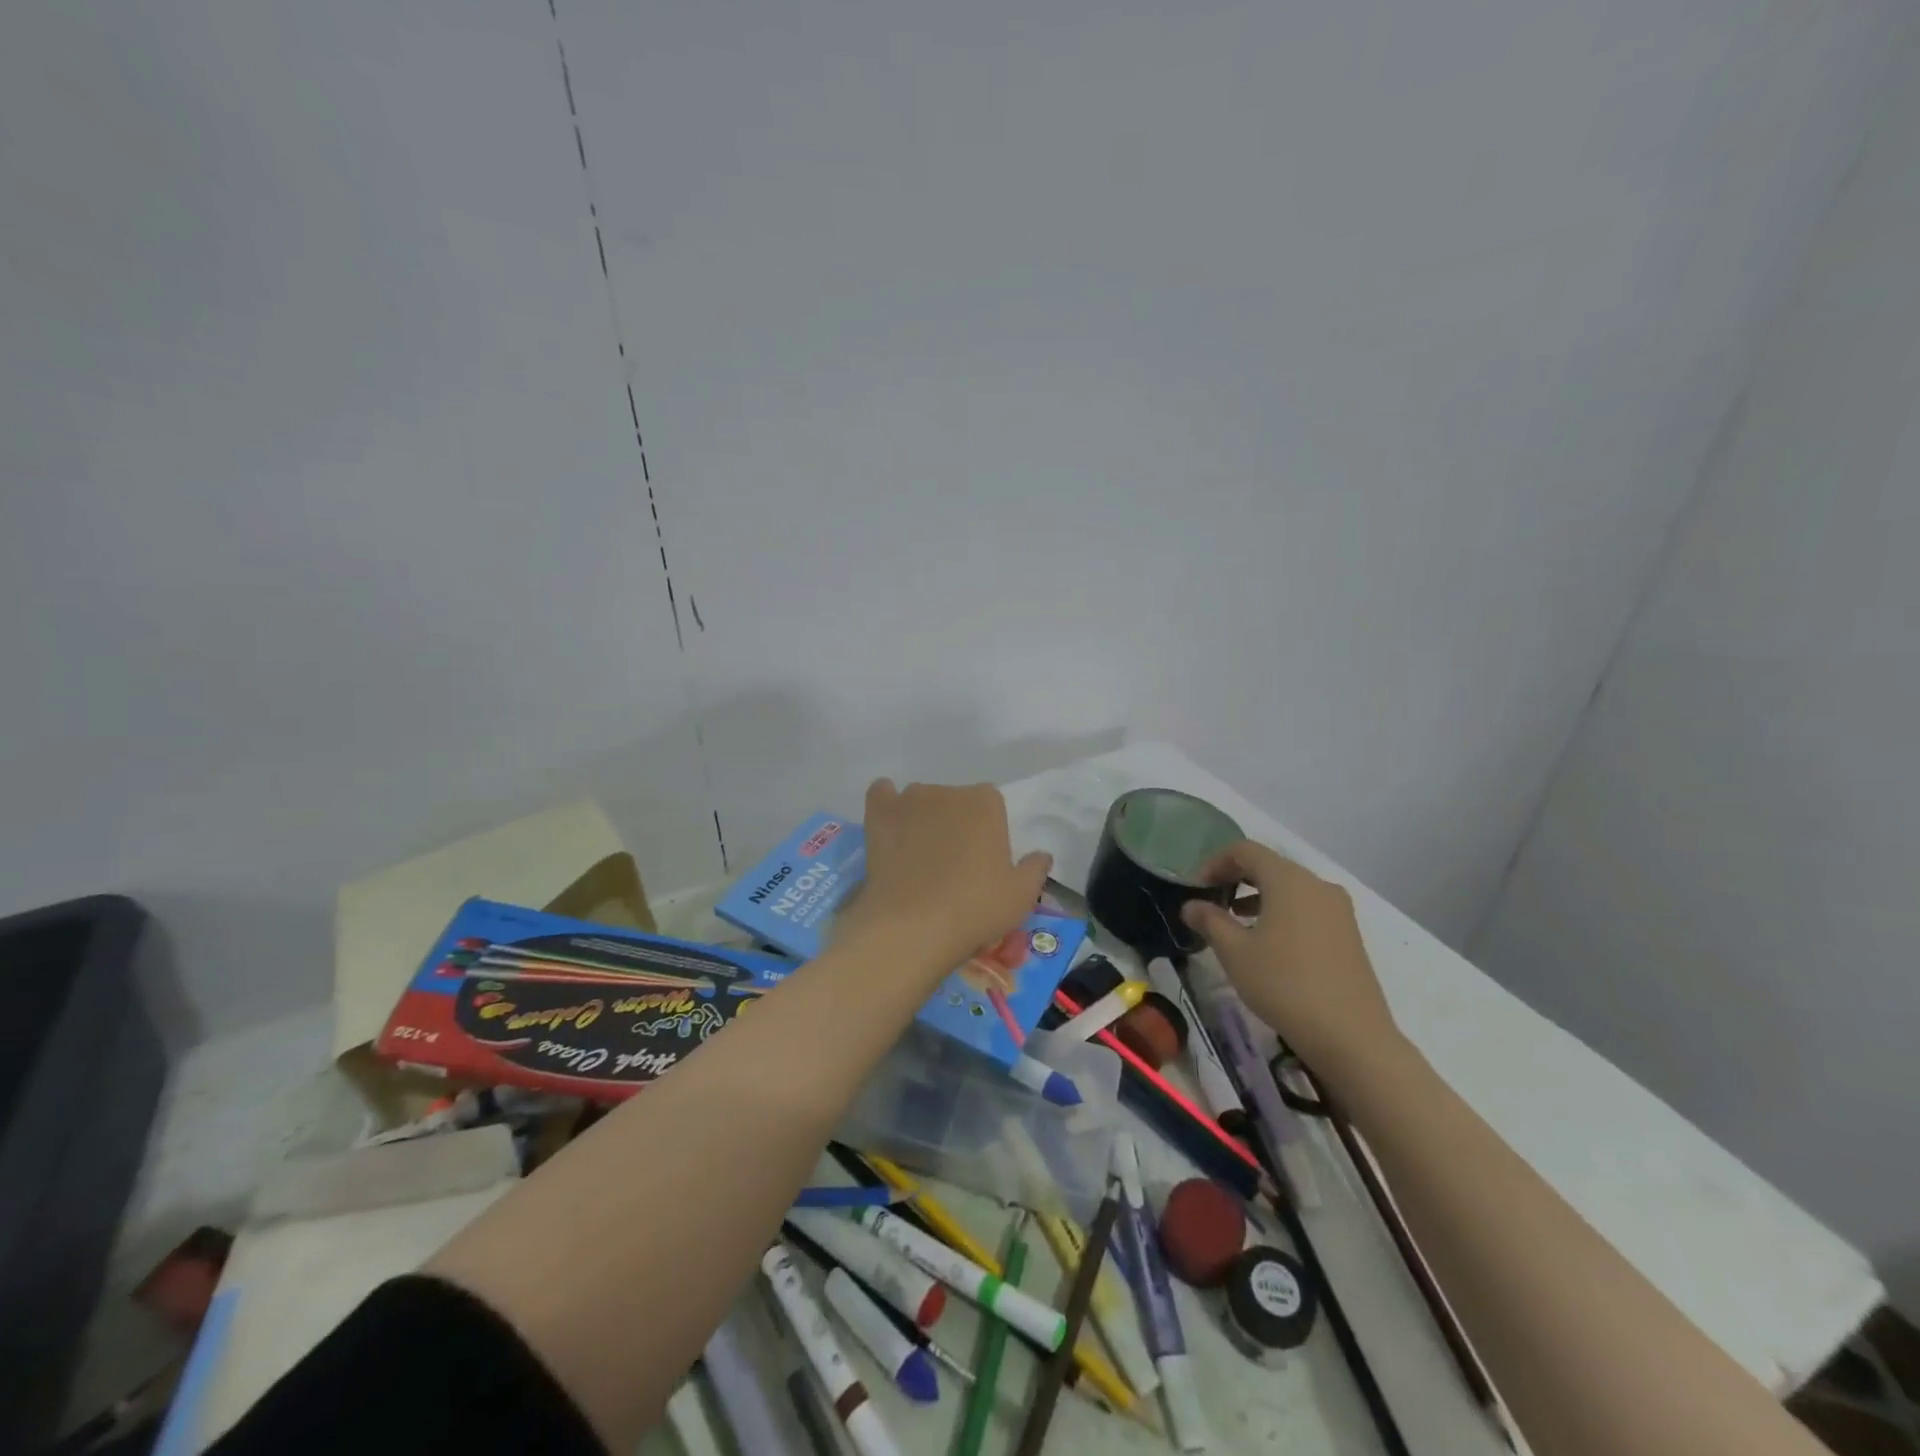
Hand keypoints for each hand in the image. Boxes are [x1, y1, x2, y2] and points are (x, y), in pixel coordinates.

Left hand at [846, 779, 1052, 974]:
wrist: (913, 927)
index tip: (983, 862)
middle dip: (955, 824)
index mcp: (986, 803)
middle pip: (954, 801)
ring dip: (922, 818)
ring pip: (919, 801)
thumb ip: (1035, 869)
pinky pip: (881, 794)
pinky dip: (885, 804)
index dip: (987, 832)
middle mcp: (947, 791)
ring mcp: (909, 800)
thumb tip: (1041, 855)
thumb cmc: (975, 909)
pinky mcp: (878, 815)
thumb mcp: (1021, 896)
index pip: (990, 805)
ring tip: (917, 856)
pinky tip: (888, 826)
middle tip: (951, 864)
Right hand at [1180, 840, 1401, 1079]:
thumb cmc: (1284, 985)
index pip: (1245, 850)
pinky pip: (1307, 907)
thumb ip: (1210, 921)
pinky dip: (1281, 911)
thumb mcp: (1235, 953)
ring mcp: (1338, 909)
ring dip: (1258, 895)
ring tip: (1234, 921)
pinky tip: (1267, 941)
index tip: (1196, 888)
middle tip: (1211, 900)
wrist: (1352, 1037)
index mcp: (1289, 880)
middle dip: (1236, 877)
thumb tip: (1191, 905)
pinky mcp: (1348, 933)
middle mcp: (1317, 884)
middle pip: (1269, 865)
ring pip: (1290, 887)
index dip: (1215, 862)